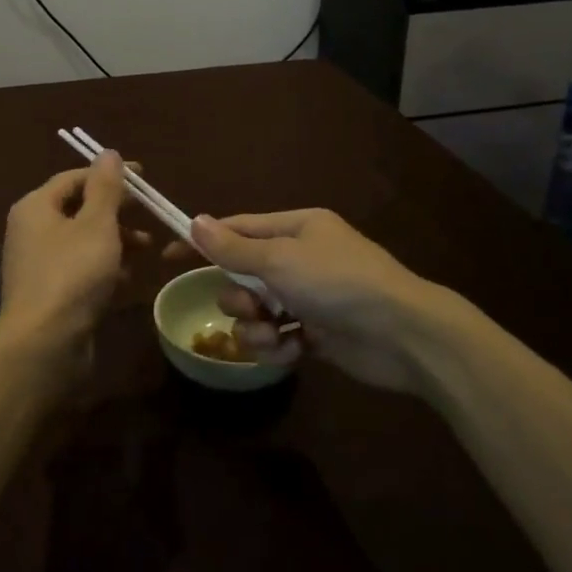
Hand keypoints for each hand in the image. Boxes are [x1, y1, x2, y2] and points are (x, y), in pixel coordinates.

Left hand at [0, 153, 128, 359]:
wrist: (45, 344)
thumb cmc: (72, 274)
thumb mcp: (96, 224)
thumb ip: (105, 187)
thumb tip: (107, 152)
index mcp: (36, 207)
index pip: (74, 178)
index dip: (110, 175)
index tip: (145, 178)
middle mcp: (32, 231)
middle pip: (78, 209)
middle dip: (116, 210)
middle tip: (149, 214)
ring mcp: (39, 265)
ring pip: (82, 241)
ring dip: (115, 240)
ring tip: (147, 248)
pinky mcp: (50, 293)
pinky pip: (80, 270)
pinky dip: (105, 268)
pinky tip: (128, 278)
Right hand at [189, 209, 449, 396]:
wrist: (402, 334)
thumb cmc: (338, 283)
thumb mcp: (280, 260)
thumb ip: (233, 248)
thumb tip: (195, 221)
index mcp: (295, 228)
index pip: (237, 229)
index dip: (203, 242)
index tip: (169, 257)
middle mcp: (299, 258)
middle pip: (241, 275)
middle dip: (239, 296)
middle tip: (255, 305)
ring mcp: (307, 297)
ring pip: (254, 311)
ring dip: (256, 327)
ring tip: (276, 334)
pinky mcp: (314, 333)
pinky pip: (275, 336)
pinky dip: (277, 345)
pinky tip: (294, 350)